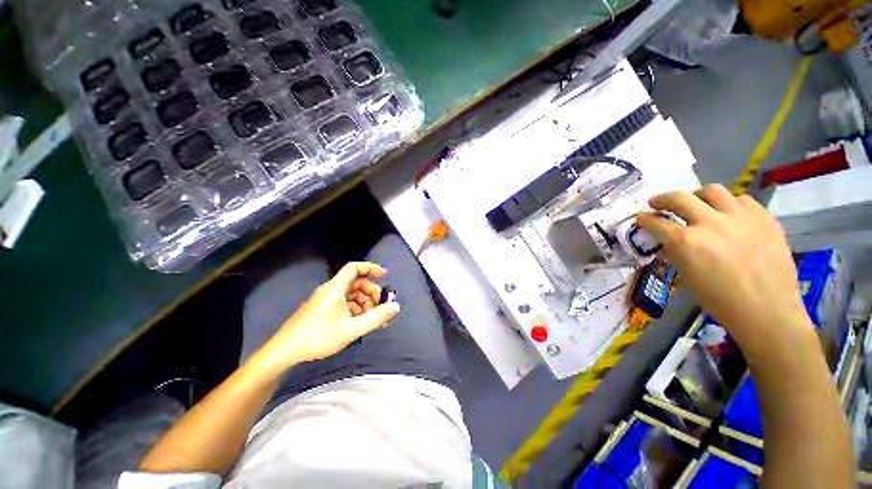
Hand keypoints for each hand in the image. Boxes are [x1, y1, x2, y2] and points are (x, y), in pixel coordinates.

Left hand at [255, 262, 400, 371]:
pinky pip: (344, 302)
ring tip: (371, 318)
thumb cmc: (318, 337)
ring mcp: (325, 300)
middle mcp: (330, 290)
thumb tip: (395, 307)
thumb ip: (376, 318)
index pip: (354, 268)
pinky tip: (359, 322)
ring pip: (351, 293)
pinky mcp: (322, 309)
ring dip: (364, 302)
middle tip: (381, 306)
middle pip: (356, 282)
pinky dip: (355, 308)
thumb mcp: (351, 329)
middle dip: (371, 292)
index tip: (385, 276)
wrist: (284, 352)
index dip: (371, 268)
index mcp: (335, 288)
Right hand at [636, 185, 812, 356]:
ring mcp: (740, 218)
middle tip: (658, 203)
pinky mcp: (764, 218)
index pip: (656, 222)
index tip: (641, 218)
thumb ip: (674, 254)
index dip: (644, 219)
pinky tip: (729, 215)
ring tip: (697, 204)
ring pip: (713, 191)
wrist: (767, 311)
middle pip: (679, 198)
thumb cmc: (720, 300)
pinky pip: (742, 200)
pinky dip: (730, 204)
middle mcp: (710, 223)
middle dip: (662, 199)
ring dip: (698, 196)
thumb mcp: (687, 277)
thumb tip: (665, 244)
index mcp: (686, 242)